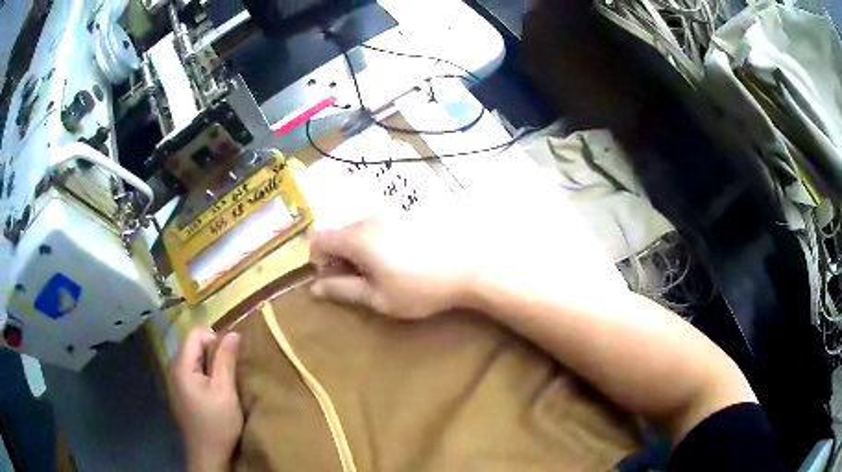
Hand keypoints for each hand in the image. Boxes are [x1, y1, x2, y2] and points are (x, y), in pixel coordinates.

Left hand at [167, 327, 241, 471]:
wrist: (207, 454)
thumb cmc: (217, 423)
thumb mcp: (225, 390)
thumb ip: (226, 360)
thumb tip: (233, 333)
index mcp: (181, 365)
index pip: (195, 334)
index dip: (215, 338)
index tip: (230, 357)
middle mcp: (172, 368)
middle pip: (192, 345)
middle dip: (212, 352)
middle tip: (229, 372)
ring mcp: (173, 381)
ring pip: (192, 359)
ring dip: (209, 365)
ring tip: (224, 382)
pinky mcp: (178, 392)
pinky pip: (190, 372)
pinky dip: (203, 375)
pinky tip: (213, 393)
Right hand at [309, 198, 625, 318]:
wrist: (472, 264)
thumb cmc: (422, 287)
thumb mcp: (378, 297)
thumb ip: (342, 290)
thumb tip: (315, 288)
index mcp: (356, 237)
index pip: (317, 238)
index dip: (317, 260)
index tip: (335, 278)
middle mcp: (369, 217)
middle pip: (338, 233)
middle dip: (340, 257)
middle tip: (363, 282)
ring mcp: (391, 212)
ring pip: (360, 229)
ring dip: (360, 250)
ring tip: (386, 273)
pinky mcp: (409, 213)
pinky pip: (380, 226)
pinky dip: (378, 242)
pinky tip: (403, 259)